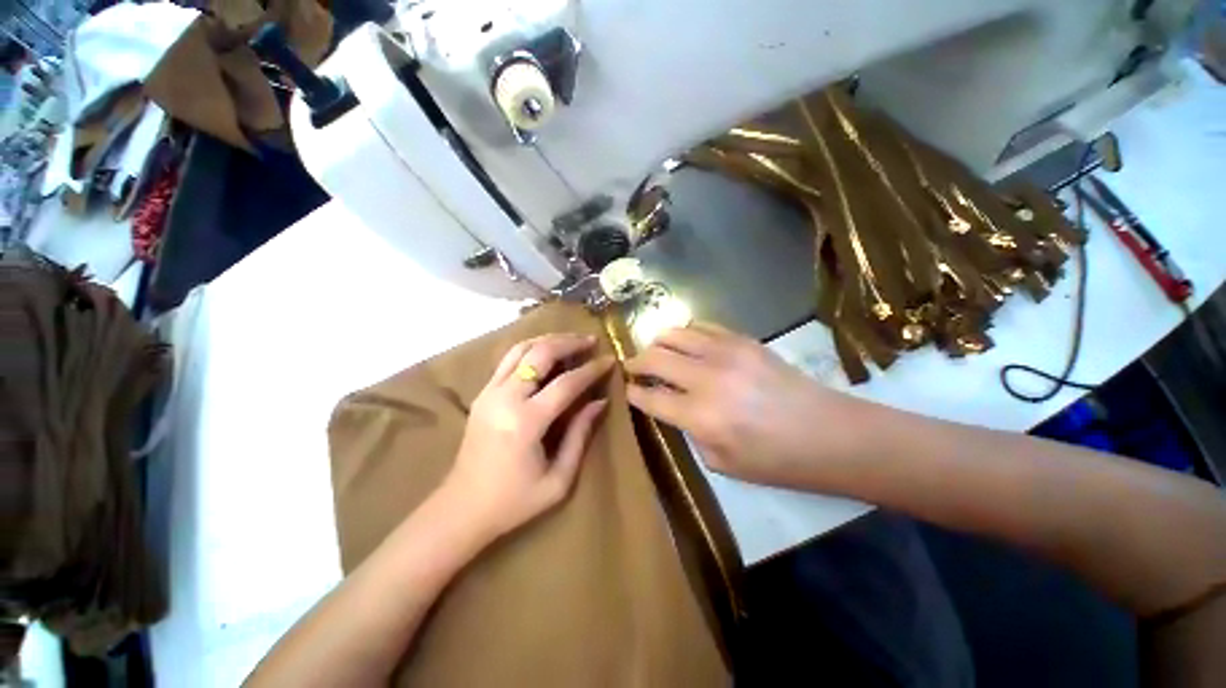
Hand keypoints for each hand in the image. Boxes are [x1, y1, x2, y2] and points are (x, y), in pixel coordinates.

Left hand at [444, 333, 613, 541]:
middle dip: (569, 342)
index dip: (591, 370)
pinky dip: (531, 348)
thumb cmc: (514, 502)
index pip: (566, 383)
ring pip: (521, 349)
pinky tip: (546, 351)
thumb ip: (580, 435)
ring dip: (549, 340)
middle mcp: (505, 398)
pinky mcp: (482, 393)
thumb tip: (600, 402)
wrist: (462, 508)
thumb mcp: (558, 480)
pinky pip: (508, 359)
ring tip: (571, 340)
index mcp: (525, 422)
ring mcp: (489, 392)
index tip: (610, 360)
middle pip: (540, 353)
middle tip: (591, 341)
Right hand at [625, 323, 858, 489]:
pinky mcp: (744, 340)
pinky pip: (702, 326)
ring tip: (657, 352)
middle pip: (655, 357)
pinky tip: (687, 344)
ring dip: (658, 342)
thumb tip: (674, 406)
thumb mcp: (721, 463)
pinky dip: (687, 333)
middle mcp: (707, 378)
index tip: (627, 389)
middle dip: (636, 362)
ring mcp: (726, 353)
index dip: (633, 391)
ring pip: (674, 334)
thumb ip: (689, 432)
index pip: (650, 396)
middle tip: (632, 367)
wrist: (830, 434)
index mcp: (701, 416)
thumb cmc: (776, 461)